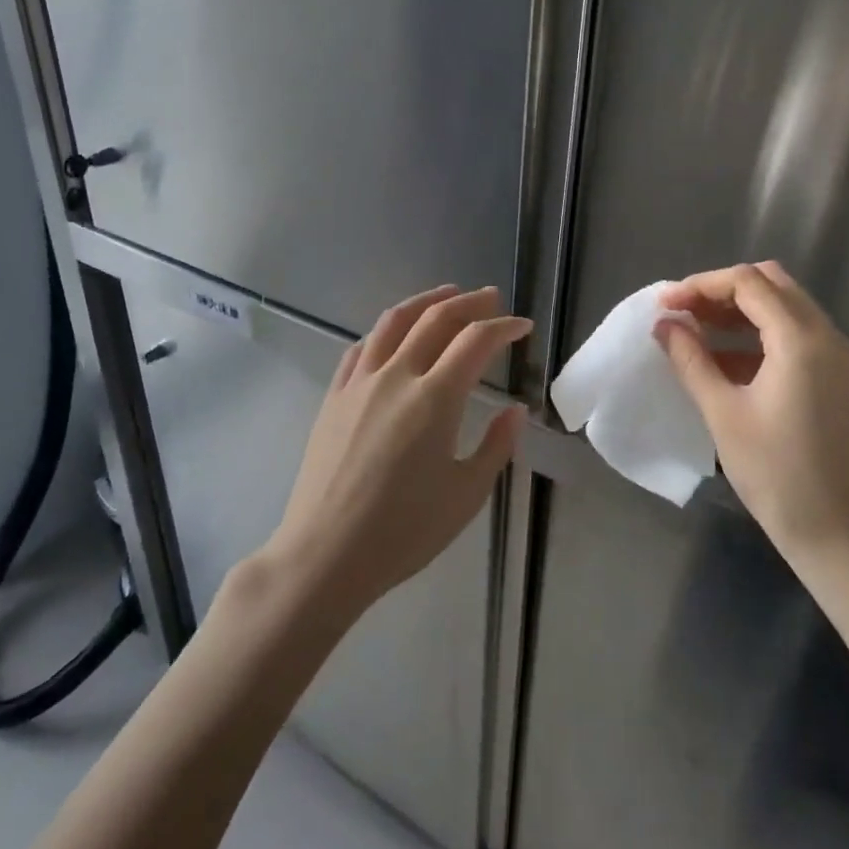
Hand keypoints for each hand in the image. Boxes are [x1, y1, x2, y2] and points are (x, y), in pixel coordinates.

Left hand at [262, 284, 527, 622]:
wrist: (326, 553)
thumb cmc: (404, 531)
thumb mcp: (466, 494)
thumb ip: (496, 445)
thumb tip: (515, 410)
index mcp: (435, 398)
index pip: (476, 342)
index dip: (504, 327)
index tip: (522, 327)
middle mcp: (397, 376)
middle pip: (437, 319)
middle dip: (470, 303)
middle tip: (491, 299)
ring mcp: (360, 383)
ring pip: (394, 322)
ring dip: (426, 301)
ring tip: (447, 295)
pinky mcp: (334, 396)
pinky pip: (362, 347)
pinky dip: (386, 330)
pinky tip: (393, 335)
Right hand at [654, 262, 848, 564]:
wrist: (832, 530)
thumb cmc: (773, 472)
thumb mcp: (722, 412)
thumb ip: (691, 359)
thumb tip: (665, 325)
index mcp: (801, 340)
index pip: (748, 283)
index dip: (701, 285)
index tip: (665, 304)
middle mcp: (826, 336)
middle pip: (770, 284)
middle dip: (721, 291)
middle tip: (681, 311)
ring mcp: (836, 356)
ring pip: (783, 307)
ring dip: (738, 310)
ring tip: (693, 330)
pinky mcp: (834, 376)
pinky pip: (793, 335)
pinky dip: (756, 334)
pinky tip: (721, 357)